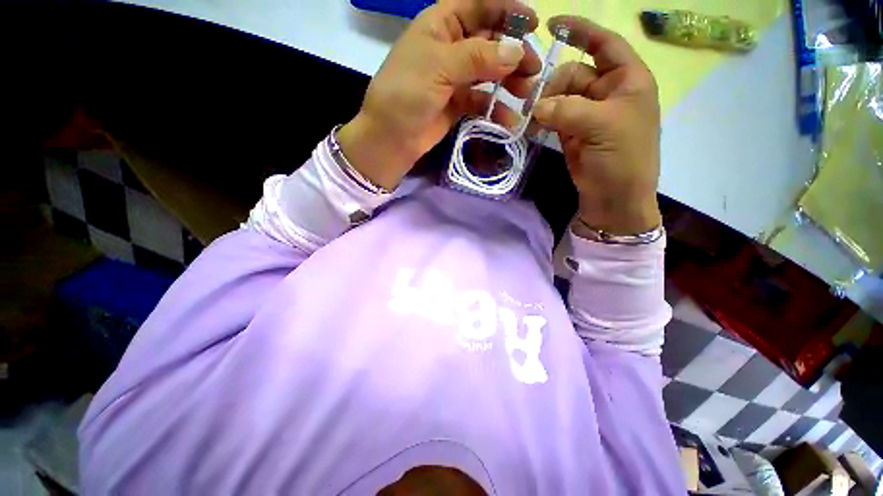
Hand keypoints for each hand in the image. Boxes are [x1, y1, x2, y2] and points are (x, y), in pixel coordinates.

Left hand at [337, 0, 540, 189]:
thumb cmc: (406, 94)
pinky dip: (496, 109)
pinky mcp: (457, 104)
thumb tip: (517, 51)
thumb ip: (478, 57)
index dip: (507, 11)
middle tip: (533, 70)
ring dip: (509, 81)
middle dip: (513, 53)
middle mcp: (450, 47)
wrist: (391, 139)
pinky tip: (509, 119)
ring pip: (489, 72)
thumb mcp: (439, 66)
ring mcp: (454, 78)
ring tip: (526, 94)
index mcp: (440, 24)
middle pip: (489, 41)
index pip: (479, 6)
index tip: (533, 24)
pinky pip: (482, 101)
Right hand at [532, 16, 661, 235]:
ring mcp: (587, 114)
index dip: (581, 30)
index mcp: (627, 80)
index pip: (604, 43)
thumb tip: (536, 106)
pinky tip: (532, 126)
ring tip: (531, 119)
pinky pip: (553, 117)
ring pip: (559, 96)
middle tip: (535, 106)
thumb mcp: (603, 127)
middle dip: (553, 85)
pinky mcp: (571, 133)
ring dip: (544, 104)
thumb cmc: (623, 159)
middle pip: (573, 73)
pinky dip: (541, 120)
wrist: (614, 198)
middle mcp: (607, 92)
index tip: (552, 25)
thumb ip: (568, 110)